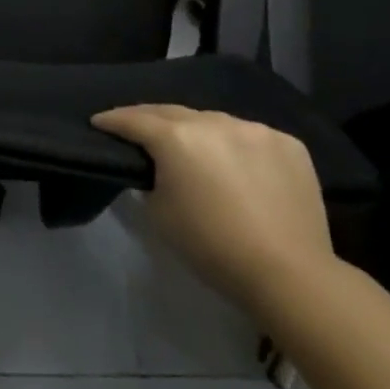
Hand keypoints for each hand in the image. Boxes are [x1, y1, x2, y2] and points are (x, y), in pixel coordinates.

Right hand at [91, 105, 333, 315]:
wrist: (290, 275)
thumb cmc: (213, 248)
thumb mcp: (161, 214)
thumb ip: (151, 179)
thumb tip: (156, 168)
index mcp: (176, 137)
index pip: (134, 120)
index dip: (112, 120)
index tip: (99, 122)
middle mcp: (213, 121)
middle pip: (172, 113)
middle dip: (151, 120)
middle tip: (137, 129)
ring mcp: (254, 129)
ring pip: (214, 122)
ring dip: (199, 133)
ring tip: (196, 150)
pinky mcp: (287, 143)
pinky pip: (251, 137)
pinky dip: (239, 147)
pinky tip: (241, 167)